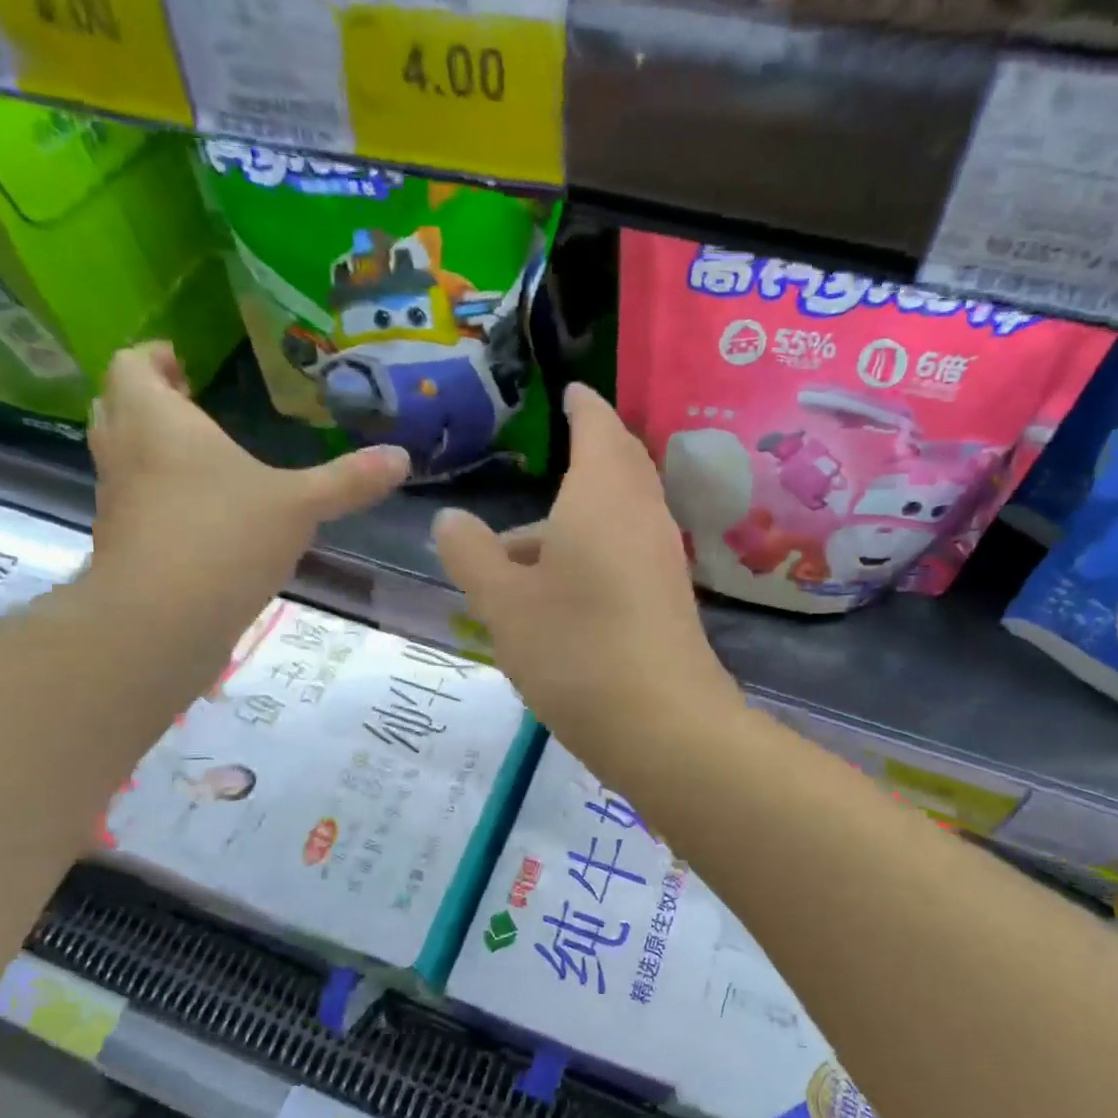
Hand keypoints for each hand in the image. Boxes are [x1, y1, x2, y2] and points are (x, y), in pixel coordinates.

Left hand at [89, 342, 407, 601]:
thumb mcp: (300, 505)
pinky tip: (202, 516)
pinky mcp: (122, 543)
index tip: (184, 365)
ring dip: (150, 448)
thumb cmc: (226, 537)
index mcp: (158, 420)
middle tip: (191, 406)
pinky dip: (157, 495)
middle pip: (116, 404)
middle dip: (150, 400)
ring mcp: (117, 499)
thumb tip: (402, 457)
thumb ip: (348, 480)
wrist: (162, 620)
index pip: (133, 364)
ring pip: (122, 455)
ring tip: (201, 459)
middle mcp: (125, 450)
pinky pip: (135, 501)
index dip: (155, 358)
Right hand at [432, 384, 738, 769]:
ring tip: (517, 554)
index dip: (584, 406)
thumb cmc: (574, 649)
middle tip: (555, 455)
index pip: (598, 428)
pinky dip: (593, 550)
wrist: (662, 725)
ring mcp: (661, 559)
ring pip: (618, 516)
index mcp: (601, 497)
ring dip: (577, 518)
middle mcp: (641, 516)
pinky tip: (557, 592)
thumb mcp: (503, 603)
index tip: (572, 391)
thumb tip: (449, 520)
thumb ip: (472, 555)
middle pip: (620, 466)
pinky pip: (627, 552)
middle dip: (589, 454)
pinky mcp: (668, 599)